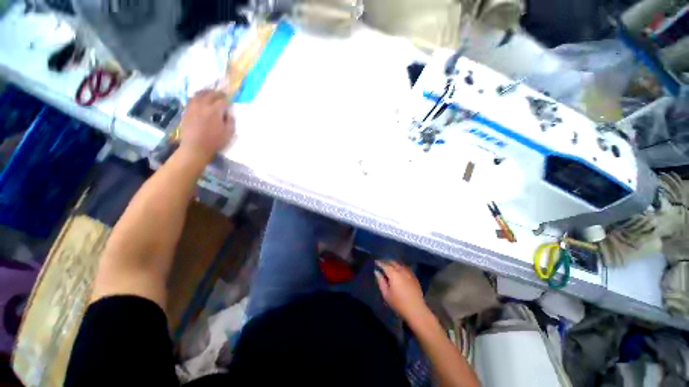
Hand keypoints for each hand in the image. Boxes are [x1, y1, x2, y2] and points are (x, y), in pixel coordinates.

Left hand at [179, 90, 234, 160]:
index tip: (230, 103)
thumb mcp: (229, 133)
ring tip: (210, 94)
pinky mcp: (187, 111)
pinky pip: (192, 99)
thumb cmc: (215, 141)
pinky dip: (198, 97)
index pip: (223, 101)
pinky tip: (200, 100)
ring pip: (199, 94)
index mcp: (215, 111)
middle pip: (211, 94)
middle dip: (218, 94)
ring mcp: (193, 107)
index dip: (227, 101)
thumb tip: (229, 113)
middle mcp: (203, 105)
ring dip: (206, 92)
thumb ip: (230, 121)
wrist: (196, 147)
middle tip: (222, 95)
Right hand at [375, 261, 428, 322]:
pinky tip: (399, 269)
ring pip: (400, 263)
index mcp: (393, 274)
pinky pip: (406, 267)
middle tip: (382, 263)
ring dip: (394, 263)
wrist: (416, 309)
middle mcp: (401, 270)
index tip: (376, 262)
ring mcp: (409, 272)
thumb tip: (377, 272)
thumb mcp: (386, 294)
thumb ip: (381, 281)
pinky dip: (400, 266)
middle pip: (393, 262)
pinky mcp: (414, 276)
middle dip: (386, 261)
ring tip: (390, 265)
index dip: (380, 263)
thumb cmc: (398, 303)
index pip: (385, 265)